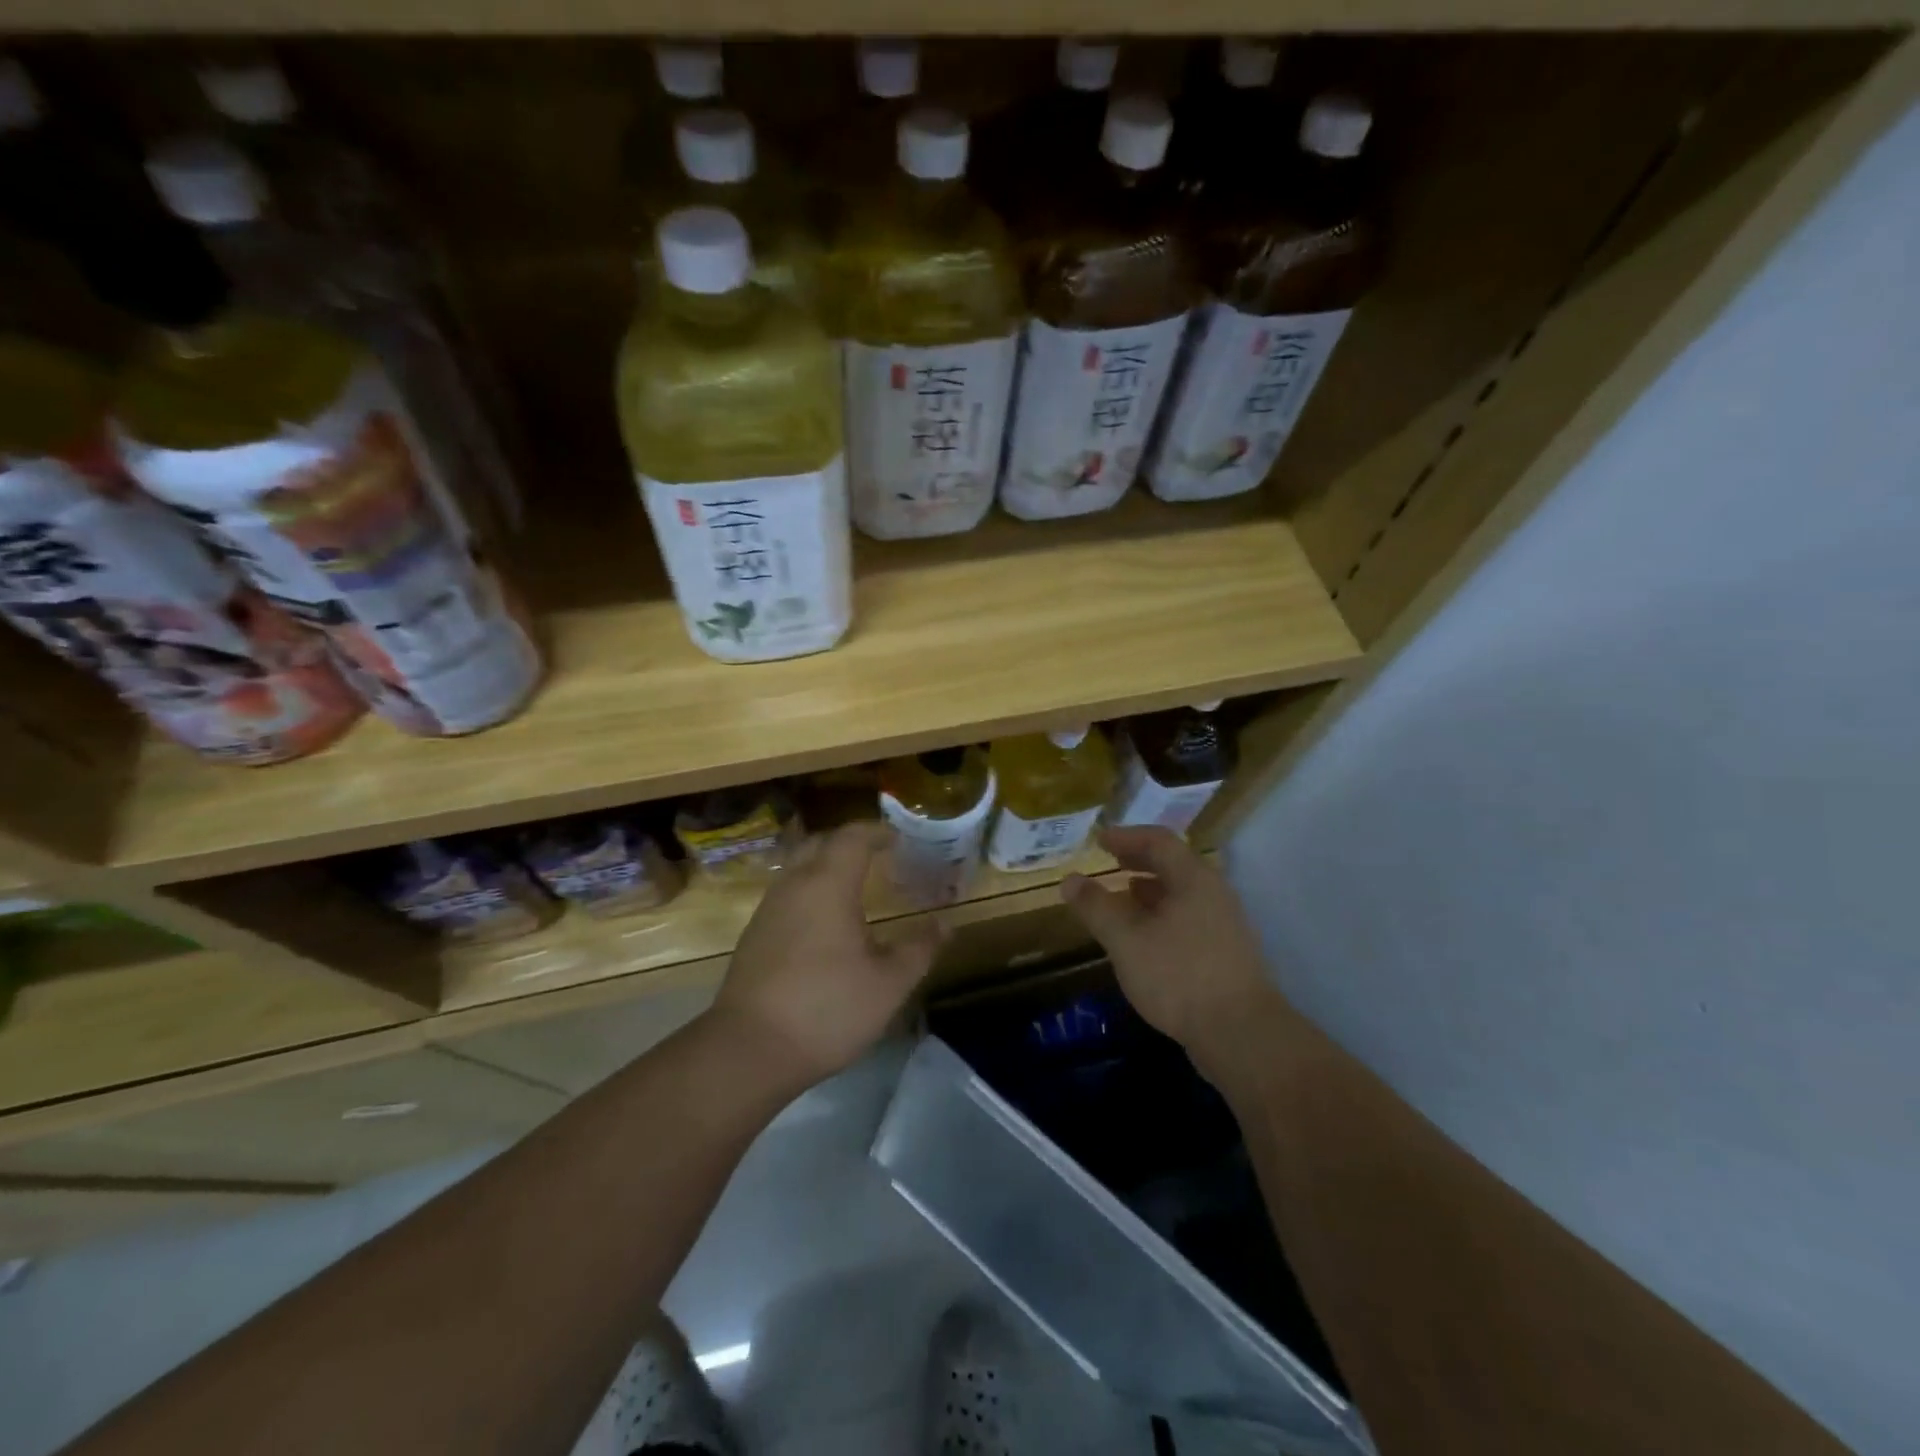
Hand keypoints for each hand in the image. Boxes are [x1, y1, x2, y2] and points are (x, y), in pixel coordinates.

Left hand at [714, 822, 942, 1087]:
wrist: (749, 1050)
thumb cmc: (827, 1009)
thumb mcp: (888, 984)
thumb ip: (919, 949)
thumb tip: (946, 924)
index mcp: (828, 884)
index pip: (852, 837)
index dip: (877, 832)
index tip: (898, 839)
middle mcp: (794, 885)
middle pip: (821, 843)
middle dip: (850, 842)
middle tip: (878, 855)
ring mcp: (769, 909)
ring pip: (799, 867)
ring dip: (827, 865)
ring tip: (855, 885)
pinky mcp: (754, 934)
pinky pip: (787, 892)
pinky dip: (810, 889)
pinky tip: (825, 921)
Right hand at [1062, 826, 1279, 1056]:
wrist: (1241, 1034)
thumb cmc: (1179, 976)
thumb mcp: (1126, 939)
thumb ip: (1096, 907)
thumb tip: (1069, 879)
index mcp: (1194, 879)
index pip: (1159, 840)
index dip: (1126, 836)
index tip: (1099, 840)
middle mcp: (1214, 894)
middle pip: (1175, 864)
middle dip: (1140, 860)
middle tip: (1111, 861)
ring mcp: (1225, 924)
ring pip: (1183, 894)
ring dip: (1151, 889)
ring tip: (1124, 895)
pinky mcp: (1227, 954)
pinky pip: (1189, 918)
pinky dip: (1163, 915)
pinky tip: (1147, 937)